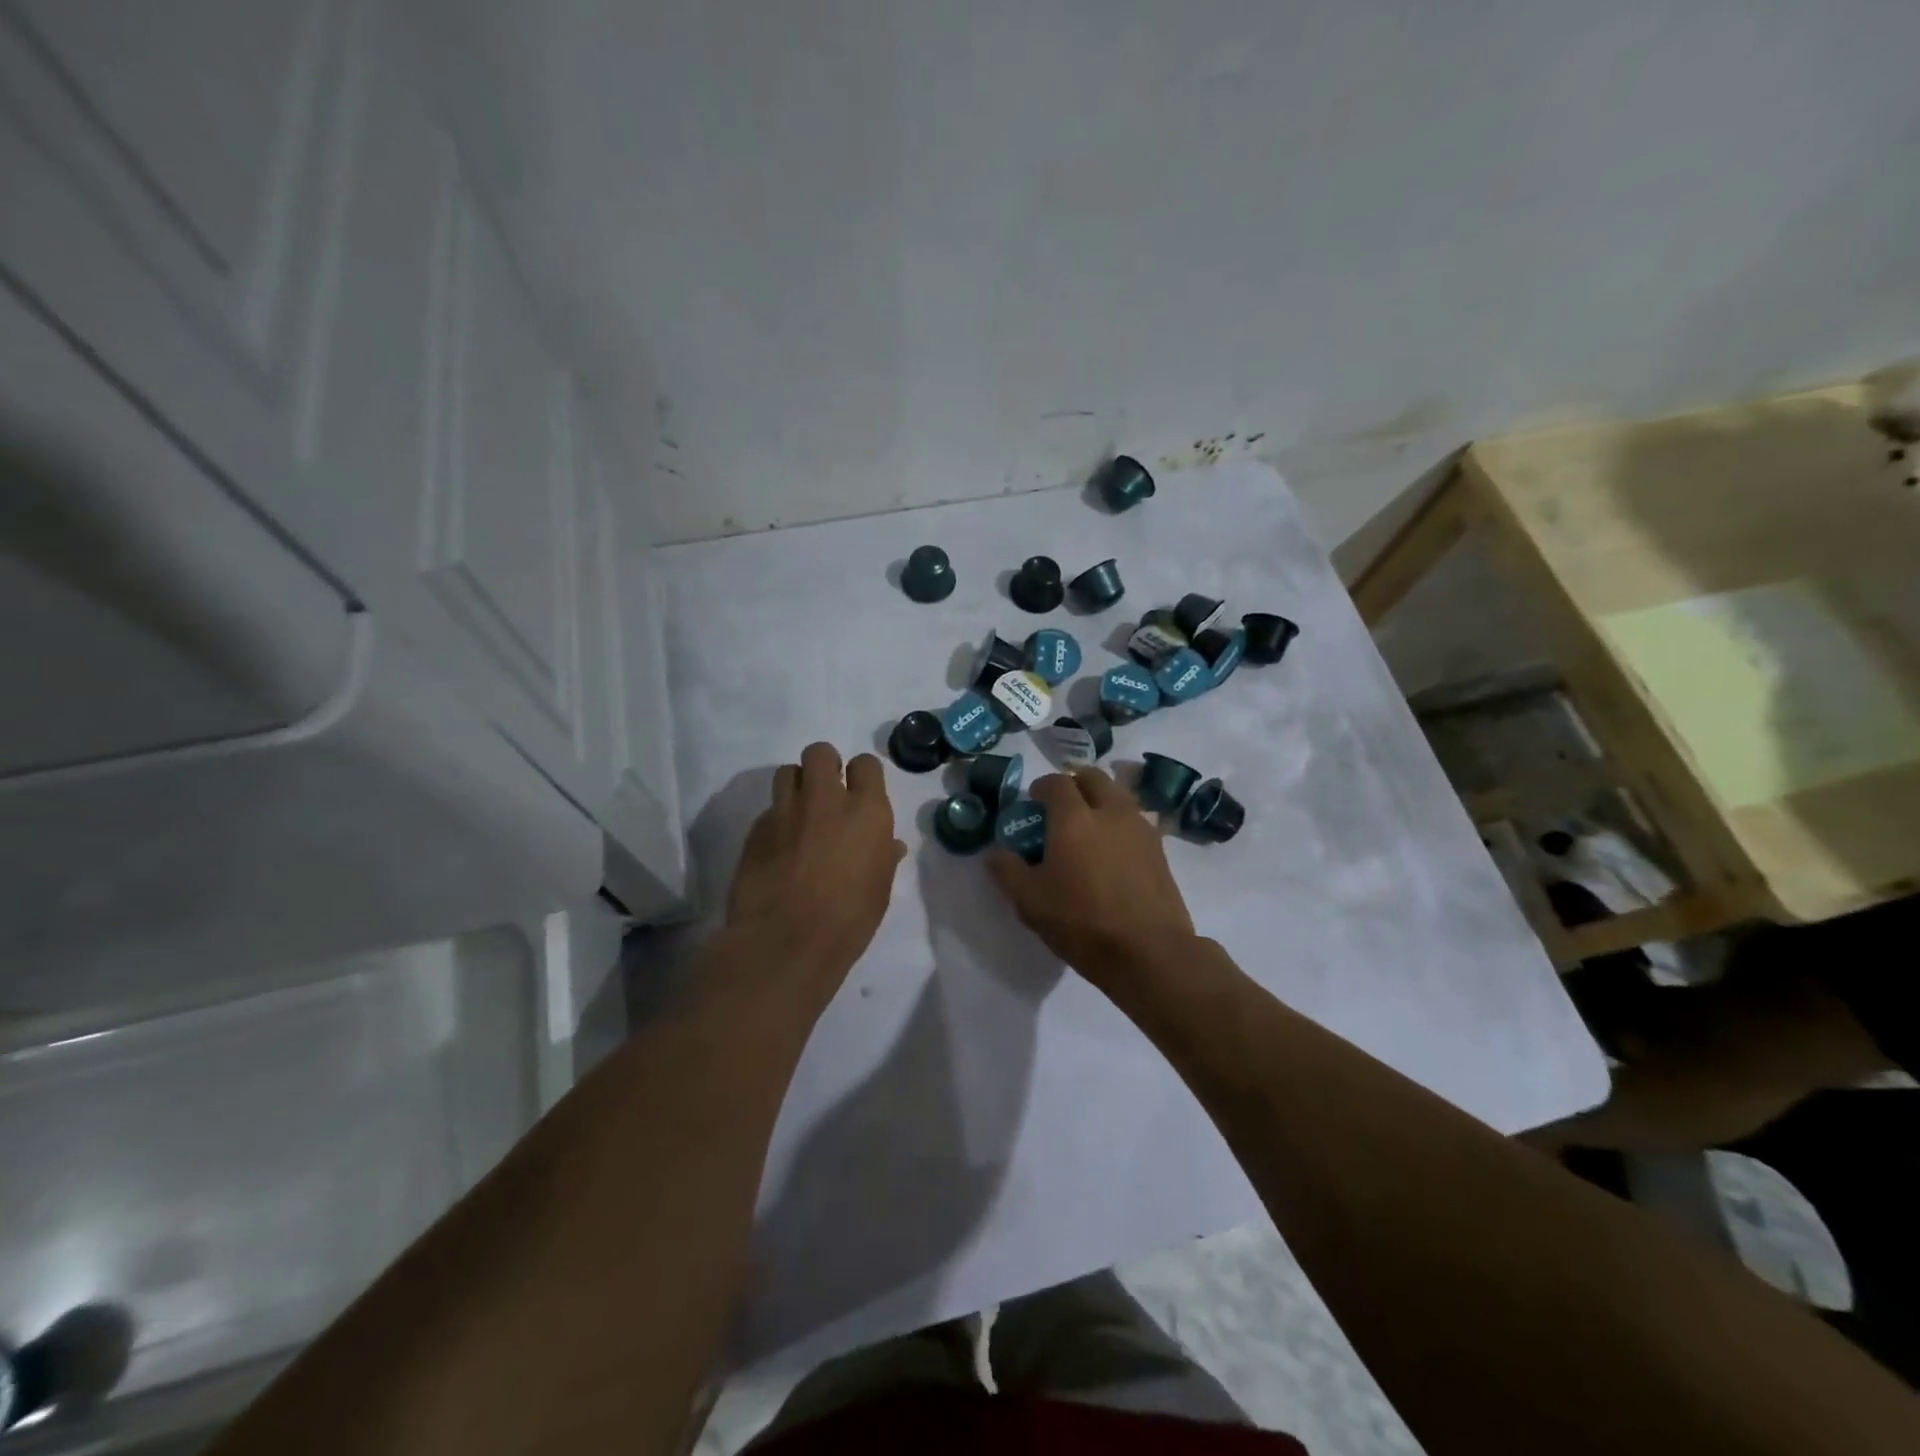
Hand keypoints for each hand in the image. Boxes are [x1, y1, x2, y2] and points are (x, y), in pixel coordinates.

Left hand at [724, 742, 906, 1012]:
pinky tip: (778, 847)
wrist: (785, 942)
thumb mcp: (879, 889)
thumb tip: (889, 845)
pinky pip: (768, 809)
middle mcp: (826, 799)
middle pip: (820, 753)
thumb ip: (883, 857)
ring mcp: (786, 811)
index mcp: (866, 811)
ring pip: (787, 772)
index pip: (866, 764)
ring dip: (796, 786)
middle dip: (823, 767)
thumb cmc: (848, 919)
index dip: (862, 775)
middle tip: (826, 794)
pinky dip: (776, 820)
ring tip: (799, 814)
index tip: (859, 792)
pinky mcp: (756, 829)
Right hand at [987, 768, 1195, 990]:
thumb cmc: (1082, 923)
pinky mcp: (1160, 848)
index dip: (1041, 787)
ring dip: (1100, 800)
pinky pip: (1135, 820)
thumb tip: (996, 852)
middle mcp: (1110, 811)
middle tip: (1060, 810)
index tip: (1032, 804)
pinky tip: (1112, 852)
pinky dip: (1120, 823)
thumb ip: (1007, 870)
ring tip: (1088, 830)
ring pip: (1118, 795)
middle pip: (1093, 777)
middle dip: (1074, 785)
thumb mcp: (1030, 902)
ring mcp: (1140, 827)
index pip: (1056, 782)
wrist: (1149, 952)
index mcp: (1074, 818)